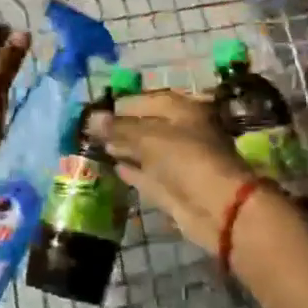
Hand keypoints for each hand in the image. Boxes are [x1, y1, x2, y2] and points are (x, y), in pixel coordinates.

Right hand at [85, 91, 256, 253]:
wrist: (216, 207)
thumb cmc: (185, 158)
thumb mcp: (149, 137)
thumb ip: (119, 128)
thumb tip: (91, 118)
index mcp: (185, 111)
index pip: (151, 100)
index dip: (125, 105)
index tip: (98, 110)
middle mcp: (184, 133)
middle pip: (149, 126)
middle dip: (122, 128)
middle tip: (92, 130)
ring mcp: (179, 162)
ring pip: (147, 151)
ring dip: (125, 149)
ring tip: (98, 146)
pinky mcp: (173, 188)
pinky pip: (149, 174)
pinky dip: (133, 171)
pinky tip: (113, 167)